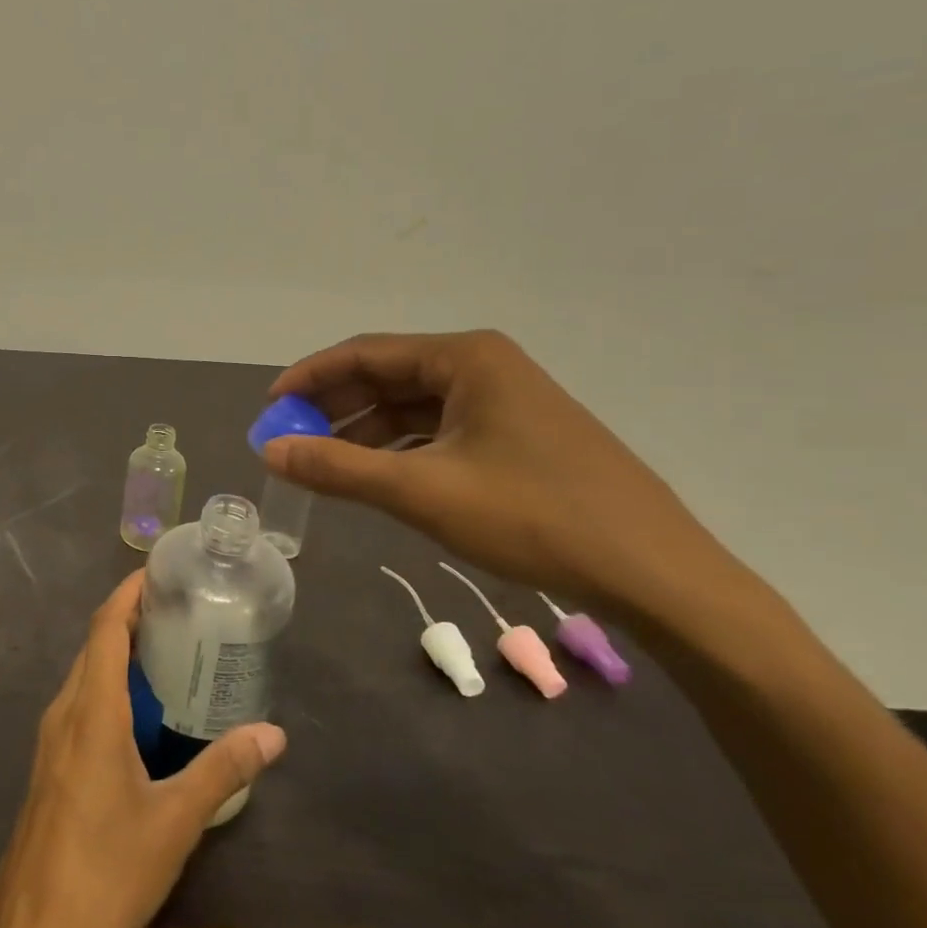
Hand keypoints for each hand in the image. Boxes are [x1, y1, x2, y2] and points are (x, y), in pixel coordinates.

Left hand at [0, 570, 286, 927]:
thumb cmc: (105, 870)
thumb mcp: (174, 821)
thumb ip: (222, 770)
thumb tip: (273, 733)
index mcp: (91, 712)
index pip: (105, 629)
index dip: (128, 595)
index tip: (158, 574)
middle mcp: (65, 713)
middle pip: (94, 647)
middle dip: (131, 620)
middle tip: (180, 612)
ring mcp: (52, 741)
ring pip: (85, 677)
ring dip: (119, 656)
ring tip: (168, 654)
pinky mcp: (50, 766)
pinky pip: (80, 705)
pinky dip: (109, 689)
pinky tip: (141, 715)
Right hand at [264, 330, 730, 610]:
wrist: (656, 574)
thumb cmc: (534, 517)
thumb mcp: (423, 492)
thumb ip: (339, 468)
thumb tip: (269, 451)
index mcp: (465, 358)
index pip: (365, 353)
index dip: (310, 378)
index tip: (270, 409)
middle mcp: (485, 366)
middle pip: (388, 375)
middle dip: (335, 406)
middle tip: (291, 439)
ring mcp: (507, 400)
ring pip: (414, 405)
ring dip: (365, 430)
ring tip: (324, 463)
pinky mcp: (520, 435)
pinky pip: (441, 429)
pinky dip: (401, 448)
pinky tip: (379, 476)